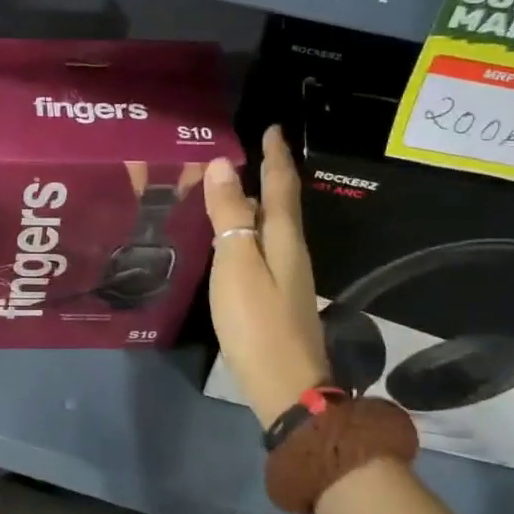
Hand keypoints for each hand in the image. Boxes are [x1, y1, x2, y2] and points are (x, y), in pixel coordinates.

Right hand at [203, 126, 331, 426]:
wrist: (286, 386)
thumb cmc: (257, 321)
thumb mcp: (236, 264)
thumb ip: (228, 215)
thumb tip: (223, 164)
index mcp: (283, 238)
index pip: (280, 185)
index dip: (275, 155)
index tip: (271, 128)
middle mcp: (290, 251)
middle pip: (280, 203)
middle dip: (267, 174)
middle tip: (246, 151)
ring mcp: (286, 276)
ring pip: (271, 226)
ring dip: (256, 201)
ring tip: (232, 187)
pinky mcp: (276, 296)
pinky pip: (262, 247)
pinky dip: (249, 229)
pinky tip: (233, 238)